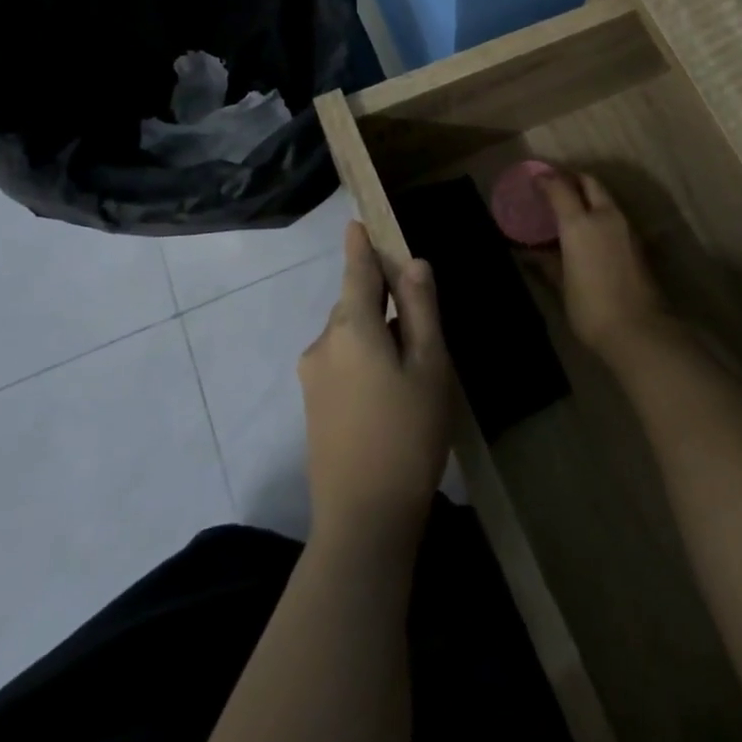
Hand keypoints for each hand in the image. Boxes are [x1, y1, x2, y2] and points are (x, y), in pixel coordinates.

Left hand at [299, 223, 453, 543]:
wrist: (363, 520)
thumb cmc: (408, 434)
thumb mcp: (429, 366)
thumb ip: (420, 310)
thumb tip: (414, 264)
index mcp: (351, 328)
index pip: (356, 271)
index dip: (360, 245)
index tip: (357, 222)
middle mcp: (323, 344)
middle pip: (353, 304)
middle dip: (380, 297)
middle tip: (419, 314)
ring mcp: (313, 377)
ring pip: (348, 335)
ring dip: (375, 332)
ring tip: (412, 361)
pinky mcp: (313, 406)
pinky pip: (341, 361)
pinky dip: (364, 357)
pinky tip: (390, 389)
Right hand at [535, 170, 673, 361]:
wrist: (639, 329)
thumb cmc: (591, 308)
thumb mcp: (562, 285)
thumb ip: (547, 262)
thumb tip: (528, 252)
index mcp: (580, 223)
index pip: (561, 188)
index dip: (546, 179)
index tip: (535, 178)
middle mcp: (605, 216)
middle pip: (589, 182)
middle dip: (572, 178)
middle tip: (556, 184)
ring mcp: (626, 227)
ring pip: (606, 197)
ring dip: (589, 194)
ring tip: (571, 205)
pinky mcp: (638, 241)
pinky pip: (615, 214)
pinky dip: (600, 211)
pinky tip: (591, 227)